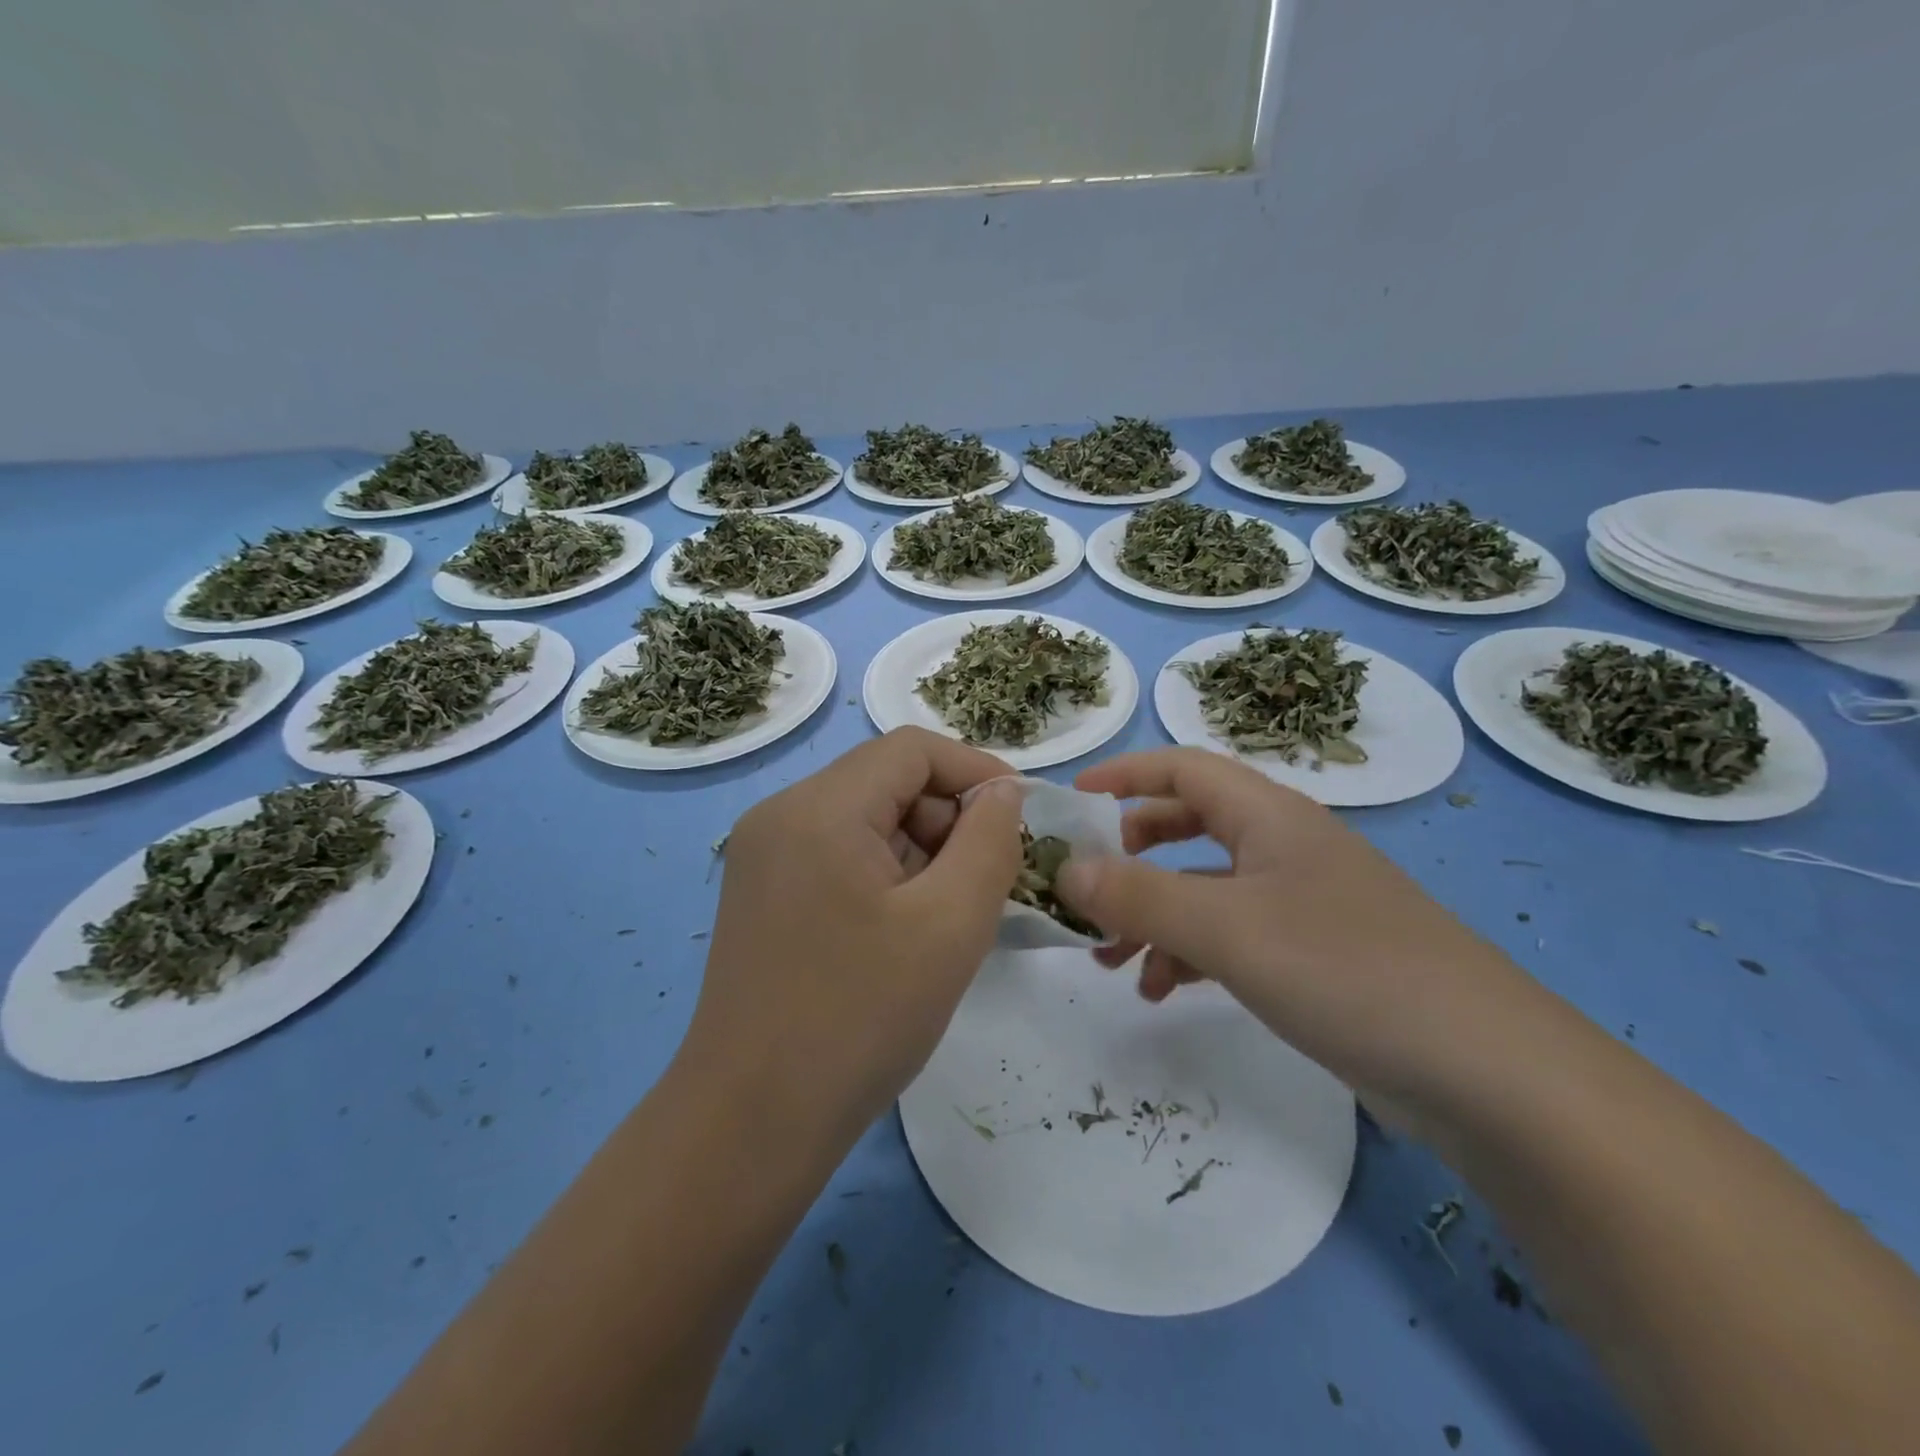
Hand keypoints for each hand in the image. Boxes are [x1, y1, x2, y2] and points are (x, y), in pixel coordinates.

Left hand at [681, 727, 1025, 1149]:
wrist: (750, 1125)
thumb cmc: (859, 1019)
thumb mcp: (950, 925)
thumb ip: (989, 842)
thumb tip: (1003, 793)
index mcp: (818, 808)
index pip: (912, 750)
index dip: (976, 771)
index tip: (1021, 820)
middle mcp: (781, 815)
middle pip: (886, 783)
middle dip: (948, 820)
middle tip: (988, 884)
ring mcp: (764, 856)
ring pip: (865, 821)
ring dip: (920, 853)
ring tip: (949, 917)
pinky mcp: (763, 894)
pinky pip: (839, 856)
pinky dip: (886, 877)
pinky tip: (906, 933)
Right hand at [1057, 748, 1522, 1100]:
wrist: (1489, 1073)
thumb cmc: (1346, 970)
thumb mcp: (1227, 929)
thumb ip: (1138, 896)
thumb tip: (1063, 868)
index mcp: (1269, 816)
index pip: (1182, 767)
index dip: (1123, 775)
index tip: (1070, 801)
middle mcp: (1284, 847)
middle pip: (1189, 825)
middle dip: (1131, 854)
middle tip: (1089, 888)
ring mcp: (1303, 902)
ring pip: (1205, 889)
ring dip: (1153, 916)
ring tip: (1110, 962)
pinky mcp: (1315, 955)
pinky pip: (1232, 935)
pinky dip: (1190, 954)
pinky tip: (1164, 991)